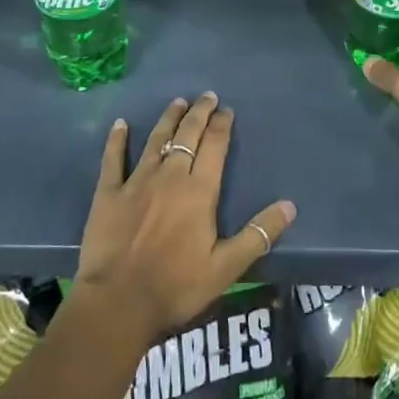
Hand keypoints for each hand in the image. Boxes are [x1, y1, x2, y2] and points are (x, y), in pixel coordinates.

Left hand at [75, 92, 295, 344]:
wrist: (118, 302)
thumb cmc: (176, 286)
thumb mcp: (226, 267)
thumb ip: (258, 235)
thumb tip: (290, 206)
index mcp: (199, 191)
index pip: (215, 146)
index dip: (221, 125)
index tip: (226, 110)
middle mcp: (169, 176)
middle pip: (187, 135)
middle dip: (198, 113)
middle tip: (206, 96)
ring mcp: (136, 181)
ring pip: (155, 140)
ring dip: (168, 119)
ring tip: (177, 102)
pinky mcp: (109, 193)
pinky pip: (113, 159)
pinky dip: (116, 140)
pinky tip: (120, 124)